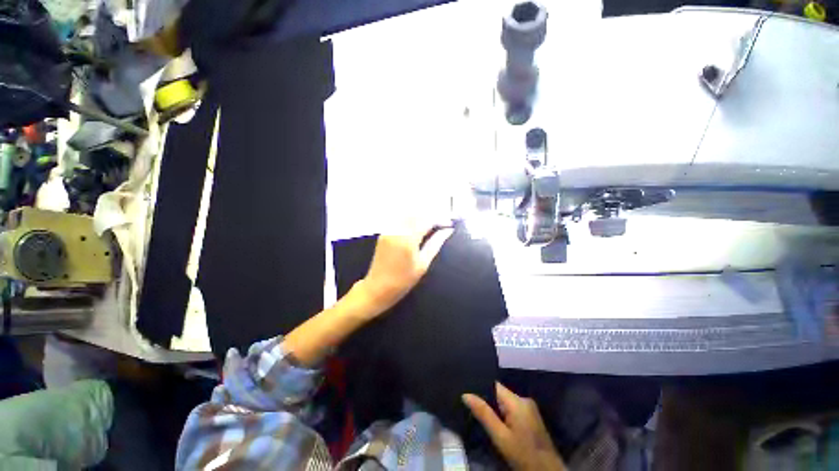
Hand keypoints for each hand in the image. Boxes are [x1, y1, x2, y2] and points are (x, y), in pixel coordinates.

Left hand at [356, 223, 453, 315]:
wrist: (378, 288)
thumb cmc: (403, 280)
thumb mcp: (423, 264)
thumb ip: (435, 244)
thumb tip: (447, 231)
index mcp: (408, 238)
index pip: (426, 220)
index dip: (440, 219)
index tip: (448, 224)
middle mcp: (397, 230)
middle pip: (417, 214)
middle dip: (431, 217)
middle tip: (441, 225)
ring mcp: (389, 230)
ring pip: (408, 215)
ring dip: (421, 217)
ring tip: (431, 227)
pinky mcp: (384, 233)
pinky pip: (400, 220)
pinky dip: (411, 221)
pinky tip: (417, 229)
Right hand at [463, 383, 565, 470]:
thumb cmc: (523, 455)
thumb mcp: (500, 437)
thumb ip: (484, 414)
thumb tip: (466, 394)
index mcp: (517, 401)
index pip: (494, 385)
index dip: (480, 387)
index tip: (466, 391)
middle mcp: (524, 399)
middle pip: (499, 392)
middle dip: (486, 399)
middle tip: (470, 405)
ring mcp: (529, 408)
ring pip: (505, 401)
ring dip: (494, 407)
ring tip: (479, 413)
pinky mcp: (531, 416)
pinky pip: (512, 408)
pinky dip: (502, 413)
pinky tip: (495, 422)